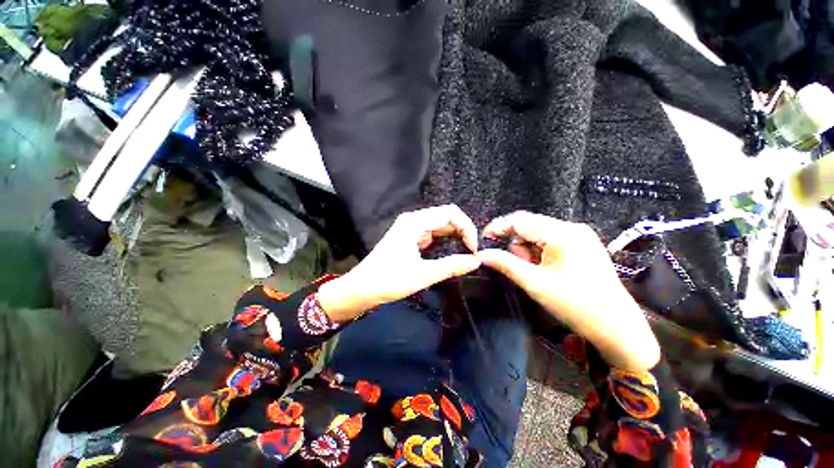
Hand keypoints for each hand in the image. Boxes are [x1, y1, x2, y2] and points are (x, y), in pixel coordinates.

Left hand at [318, 205, 480, 321]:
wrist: (361, 289)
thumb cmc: (388, 280)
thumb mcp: (422, 274)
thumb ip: (451, 265)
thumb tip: (476, 261)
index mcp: (415, 222)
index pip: (451, 213)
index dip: (467, 227)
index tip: (473, 249)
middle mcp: (414, 220)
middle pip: (446, 217)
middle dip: (462, 232)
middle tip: (472, 253)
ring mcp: (411, 229)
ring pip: (440, 226)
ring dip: (455, 237)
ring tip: (466, 253)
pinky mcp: (409, 238)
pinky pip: (432, 234)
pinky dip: (445, 241)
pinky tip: (451, 253)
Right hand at [477, 211, 660, 371]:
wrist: (617, 327)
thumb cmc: (574, 305)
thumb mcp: (534, 283)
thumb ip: (505, 264)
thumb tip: (482, 254)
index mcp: (562, 234)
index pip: (520, 220)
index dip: (498, 227)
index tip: (483, 239)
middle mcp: (572, 227)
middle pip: (530, 225)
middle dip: (516, 242)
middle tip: (516, 264)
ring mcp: (580, 235)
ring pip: (539, 233)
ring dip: (528, 249)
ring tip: (534, 271)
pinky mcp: (583, 244)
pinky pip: (551, 239)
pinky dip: (540, 251)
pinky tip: (544, 268)